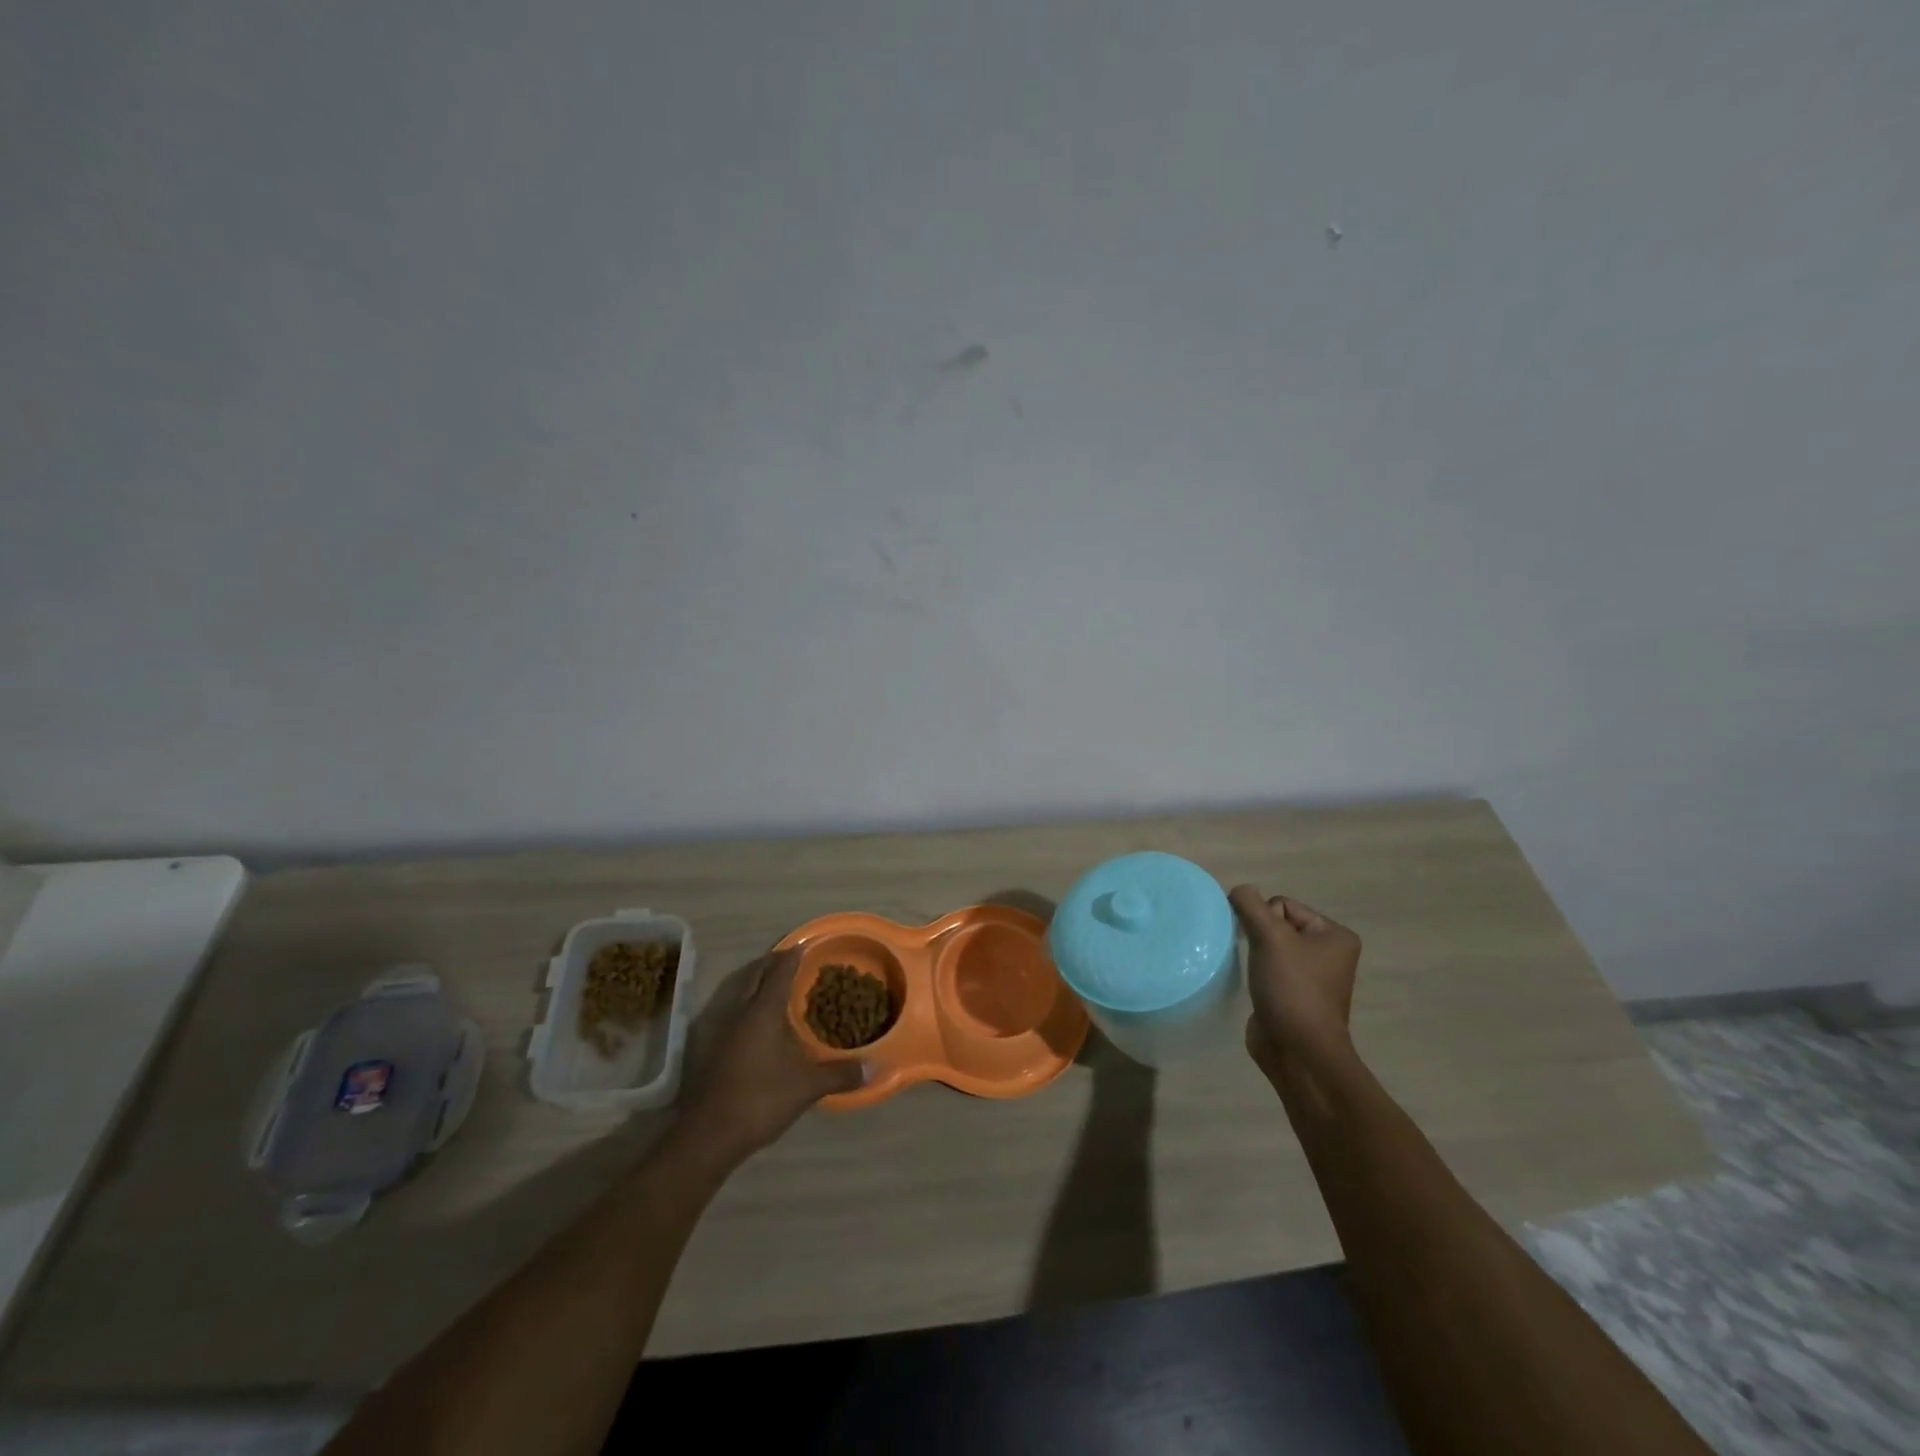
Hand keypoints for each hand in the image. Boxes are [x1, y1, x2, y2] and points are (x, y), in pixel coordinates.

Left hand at [681, 949, 865, 1164]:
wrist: (709, 1134)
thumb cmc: (760, 1099)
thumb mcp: (807, 1086)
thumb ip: (840, 1074)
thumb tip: (875, 1068)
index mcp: (763, 1010)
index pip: (780, 971)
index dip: (794, 955)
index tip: (807, 944)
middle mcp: (740, 1011)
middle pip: (755, 973)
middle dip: (772, 962)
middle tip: (791, 959)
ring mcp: (722, 1028)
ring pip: (740, 990)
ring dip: (756, 980)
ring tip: (775, 983)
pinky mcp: (712, 1047)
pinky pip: (733, 1009)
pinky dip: (747, 1002)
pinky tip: (758, 1020)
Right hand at [1228, 887, 1360, 1084]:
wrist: (1298, 1051)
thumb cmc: (1292, 988)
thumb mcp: (1270, 937)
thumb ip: (1250, 905)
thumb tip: (1238, 890)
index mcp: (1335, 935)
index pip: (1283, 904)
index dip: (1265, 920)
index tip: (1265, 946)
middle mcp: (1328, 952)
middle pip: (1276, 923)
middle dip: (1259, 936)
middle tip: (1258, 959)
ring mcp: (1312, 976)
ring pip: (1270, 946)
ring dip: (1256, 954)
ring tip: (1256, 973)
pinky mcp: (1294, 995)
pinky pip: (1268, 968)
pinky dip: (1257, 972)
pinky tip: (1255, 986)